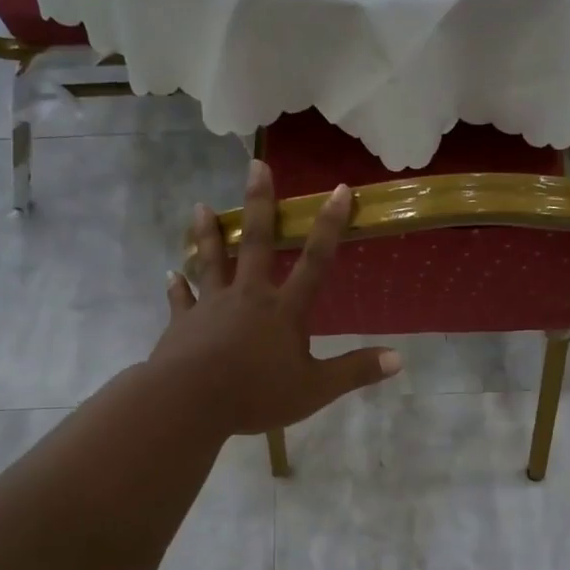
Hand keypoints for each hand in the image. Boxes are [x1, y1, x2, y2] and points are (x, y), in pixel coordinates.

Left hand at [152, 157, 400, 434]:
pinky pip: (180, 300)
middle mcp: (248, 296)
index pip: (315, 262)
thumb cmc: (257, 394)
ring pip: (211, 261)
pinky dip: (176, 287)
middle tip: (255, 166)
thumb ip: (355, 371)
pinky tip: (170, 274)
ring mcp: (211, 306)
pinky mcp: (183, 322)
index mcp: (284, 310)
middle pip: (255, 243)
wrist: (192, 402)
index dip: (330, 226)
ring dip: (208, 234)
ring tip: (200, 207)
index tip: (340, 190)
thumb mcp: (315, 389)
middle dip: (259, 203)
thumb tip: (398, 359)